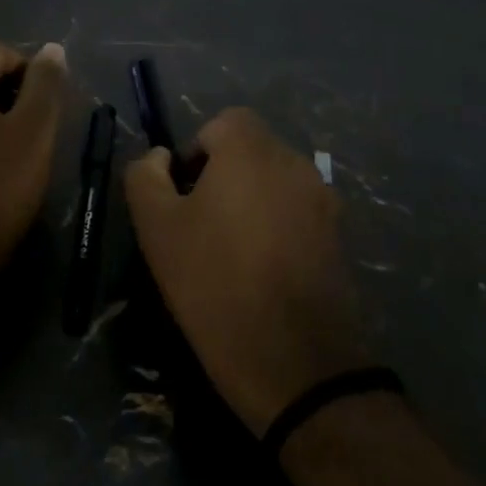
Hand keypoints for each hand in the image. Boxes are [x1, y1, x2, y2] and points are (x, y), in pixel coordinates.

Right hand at [125, 107, 367, 434]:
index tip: (182, 197)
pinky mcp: (340, 238)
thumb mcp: (157, 228)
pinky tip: (261, 273)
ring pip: (274, 183)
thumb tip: (159, 158)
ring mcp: (324, 201)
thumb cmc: (215, 284)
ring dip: (250, 202)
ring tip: (230, 254)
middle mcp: (296, 163)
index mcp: (253, 151)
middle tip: (199, 227)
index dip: (196, 152)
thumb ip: (146, 176)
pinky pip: (297, 213)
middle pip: (251, 150)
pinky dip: (276, 227)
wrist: (296, 363)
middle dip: (222, 176)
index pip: (223, 122)